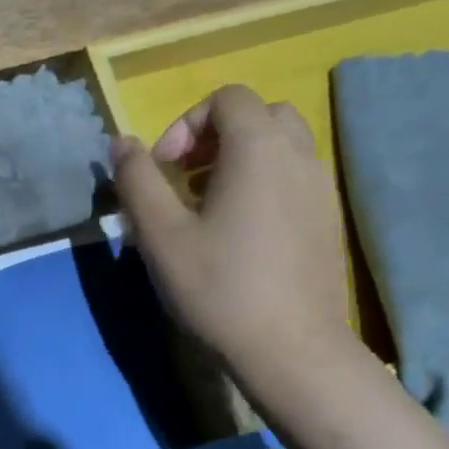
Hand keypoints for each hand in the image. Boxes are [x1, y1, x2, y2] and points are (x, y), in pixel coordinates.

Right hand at [112, 85, 353, 380]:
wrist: (291, 350)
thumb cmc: (218, 288)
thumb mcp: (160, 235)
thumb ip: (137, 181)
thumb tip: (120, 143)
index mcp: (258, 148)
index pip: (226, 99)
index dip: (185, 124)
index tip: (162, 170)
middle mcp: (299, 156)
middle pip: (258, 116)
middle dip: (215, 137)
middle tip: (184, 179)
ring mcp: (321, 189)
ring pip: (280, 148)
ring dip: (239, 162)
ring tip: (207, 209)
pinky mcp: (328, 222)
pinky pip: (294, 180)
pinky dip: (263, 186)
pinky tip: (239, 236)